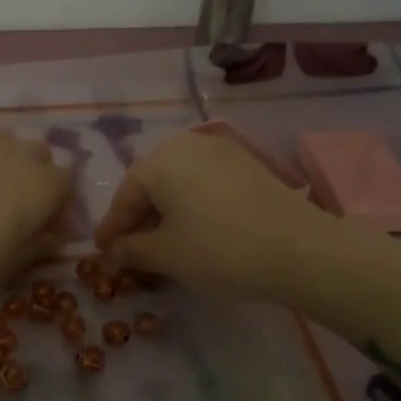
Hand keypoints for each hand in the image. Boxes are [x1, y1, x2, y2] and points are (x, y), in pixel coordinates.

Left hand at [0, 112, 70, 306]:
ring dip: (0, 154)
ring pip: (1, 135)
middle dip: (33, 173)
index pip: (65, 183)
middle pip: (38, 152)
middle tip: (13, 203)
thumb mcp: (4, 271)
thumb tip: (54, 241)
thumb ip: (34, 250)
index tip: (43, 229)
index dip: (58, 204)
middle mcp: (15, 154)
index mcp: (41, 188)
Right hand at [94, 128, 336, 302]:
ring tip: (162, 244)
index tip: (102, 252)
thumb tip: (114, 252)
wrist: (299, 250)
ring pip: (179, 183)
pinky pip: (205, 184)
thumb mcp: (166, 255)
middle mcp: (188, 145)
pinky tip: (194, 231)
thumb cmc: (219, 250)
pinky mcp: (248, 166)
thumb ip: (132, 250)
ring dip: (166, 212)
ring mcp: (223, 151)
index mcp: (160, 160)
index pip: (125, 196)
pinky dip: (192, 206)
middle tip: (130, 250)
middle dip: (139, 218)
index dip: (112, 228)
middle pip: (151, 183)